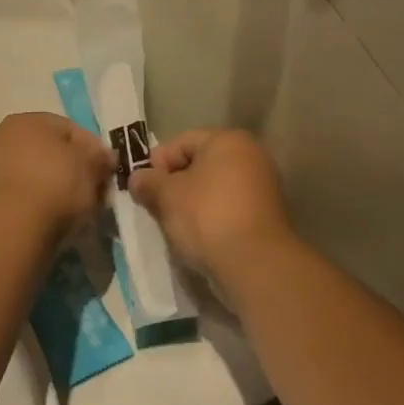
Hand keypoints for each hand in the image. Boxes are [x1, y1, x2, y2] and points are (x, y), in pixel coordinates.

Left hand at [0, 112, 115, 244]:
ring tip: (76, 210)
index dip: (94, 150)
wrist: (11, 226)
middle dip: (75, 170)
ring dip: (57, 188)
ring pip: (37, 175)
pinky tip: (52, 218)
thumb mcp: (92, 167)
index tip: (108, 172)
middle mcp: (4, 136)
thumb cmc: (56, 185)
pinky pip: (23, 195)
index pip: (71, 130)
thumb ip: (100, 158)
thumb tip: (103, 157)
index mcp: (28, 120)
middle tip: (94, 192)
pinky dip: (38, 203)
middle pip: (51, 152)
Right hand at [128, 129, 293, 282]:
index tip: (142, 187)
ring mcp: (263, 187)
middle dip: (174, 184)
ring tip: (173, 224)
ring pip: (213, 189)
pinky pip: (228, 208)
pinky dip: (210, 217)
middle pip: (200, 164)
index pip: (182, 142)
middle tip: (155, 206)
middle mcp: (251, 156)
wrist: (254, 263)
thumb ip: (148, 182)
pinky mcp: (266, 216)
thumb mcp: (166, 196)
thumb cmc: (206, 217)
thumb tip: (137, 178)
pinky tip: (196, 236)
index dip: (157, 162)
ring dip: (190, 203)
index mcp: (229, 141)